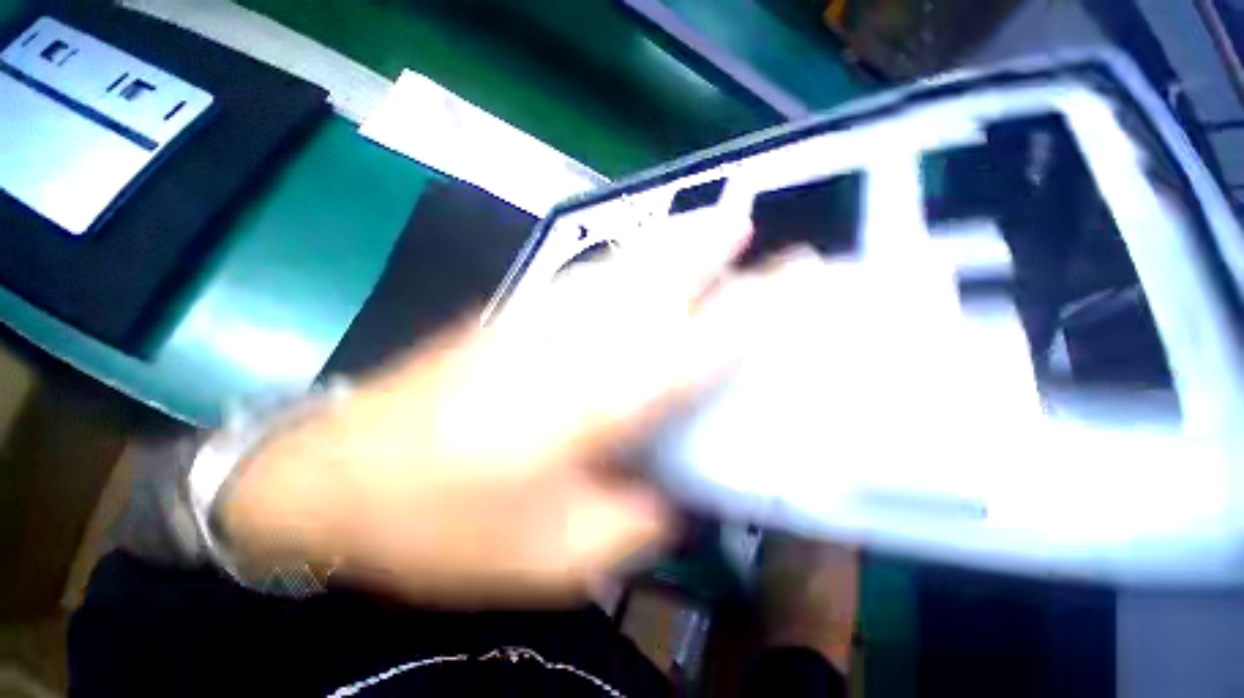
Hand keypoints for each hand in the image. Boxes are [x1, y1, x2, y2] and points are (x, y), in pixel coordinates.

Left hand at [219, 211, 815, 605]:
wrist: (341, 479)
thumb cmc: (449, 525)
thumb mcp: (558, 554)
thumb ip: (634, 517)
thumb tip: (673, 487)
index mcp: (597, 398)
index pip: (699, 340)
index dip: (752, 307)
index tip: (792, 277)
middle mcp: (575, 342)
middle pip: (658, 280)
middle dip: (708, 248)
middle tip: (747, 223)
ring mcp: (536, 319)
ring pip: (620, 267)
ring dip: (667, 245)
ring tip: (707, 227)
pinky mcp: (509, 316)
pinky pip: (584, 278)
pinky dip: (621, 262)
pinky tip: (634, 259)